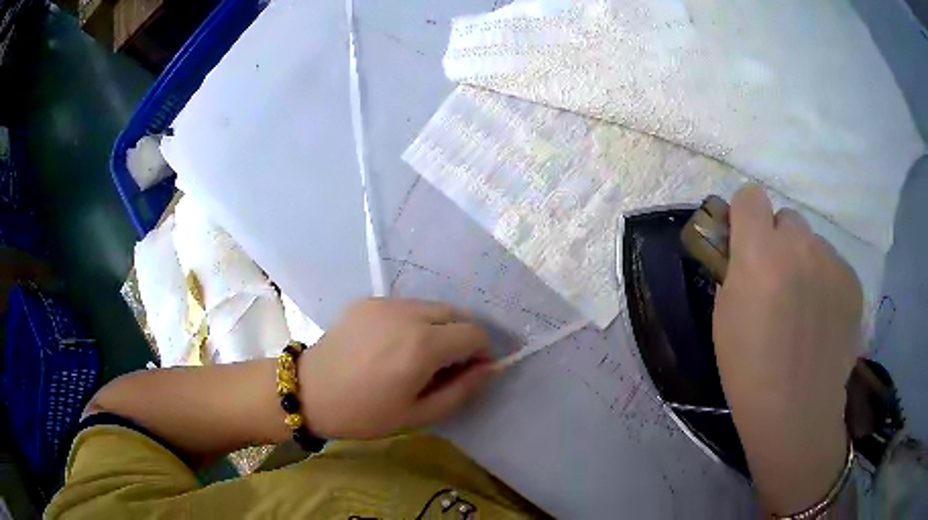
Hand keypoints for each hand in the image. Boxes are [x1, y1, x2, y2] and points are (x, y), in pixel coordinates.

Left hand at [298, 298, 495, 438]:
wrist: (310, 392)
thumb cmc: (365, 413)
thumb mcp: (419, 414)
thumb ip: (462, 389)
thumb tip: (489, 367)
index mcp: (423, 346)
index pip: (474, 333)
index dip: (481, 352)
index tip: (470, 371)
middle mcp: (408, 314)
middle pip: (456, 313)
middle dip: (462, 337)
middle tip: (445, 366)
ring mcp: (386, 303)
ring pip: (432, 307)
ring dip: (439, 327)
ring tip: (419, 355)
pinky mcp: (368, 301)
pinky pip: (406, 306)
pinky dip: (414, 321)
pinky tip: (393, 345)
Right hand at [713, 185, 860, 512]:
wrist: (797, 410)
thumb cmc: (749, 370)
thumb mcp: (724, 316)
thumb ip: (734, 269)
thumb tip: (742, 247)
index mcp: (759, 253)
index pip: (751, 196)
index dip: (746, 215)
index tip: (746, 241)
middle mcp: (799, 245)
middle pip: (787, 218)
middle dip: (779, 241)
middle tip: (778, 282)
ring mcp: (831, 260)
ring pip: (813, 243)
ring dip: (805, 262)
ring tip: (805, 308)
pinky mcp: (852, 280)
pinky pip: (834, 265)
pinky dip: (826, 282)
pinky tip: (823, 319)